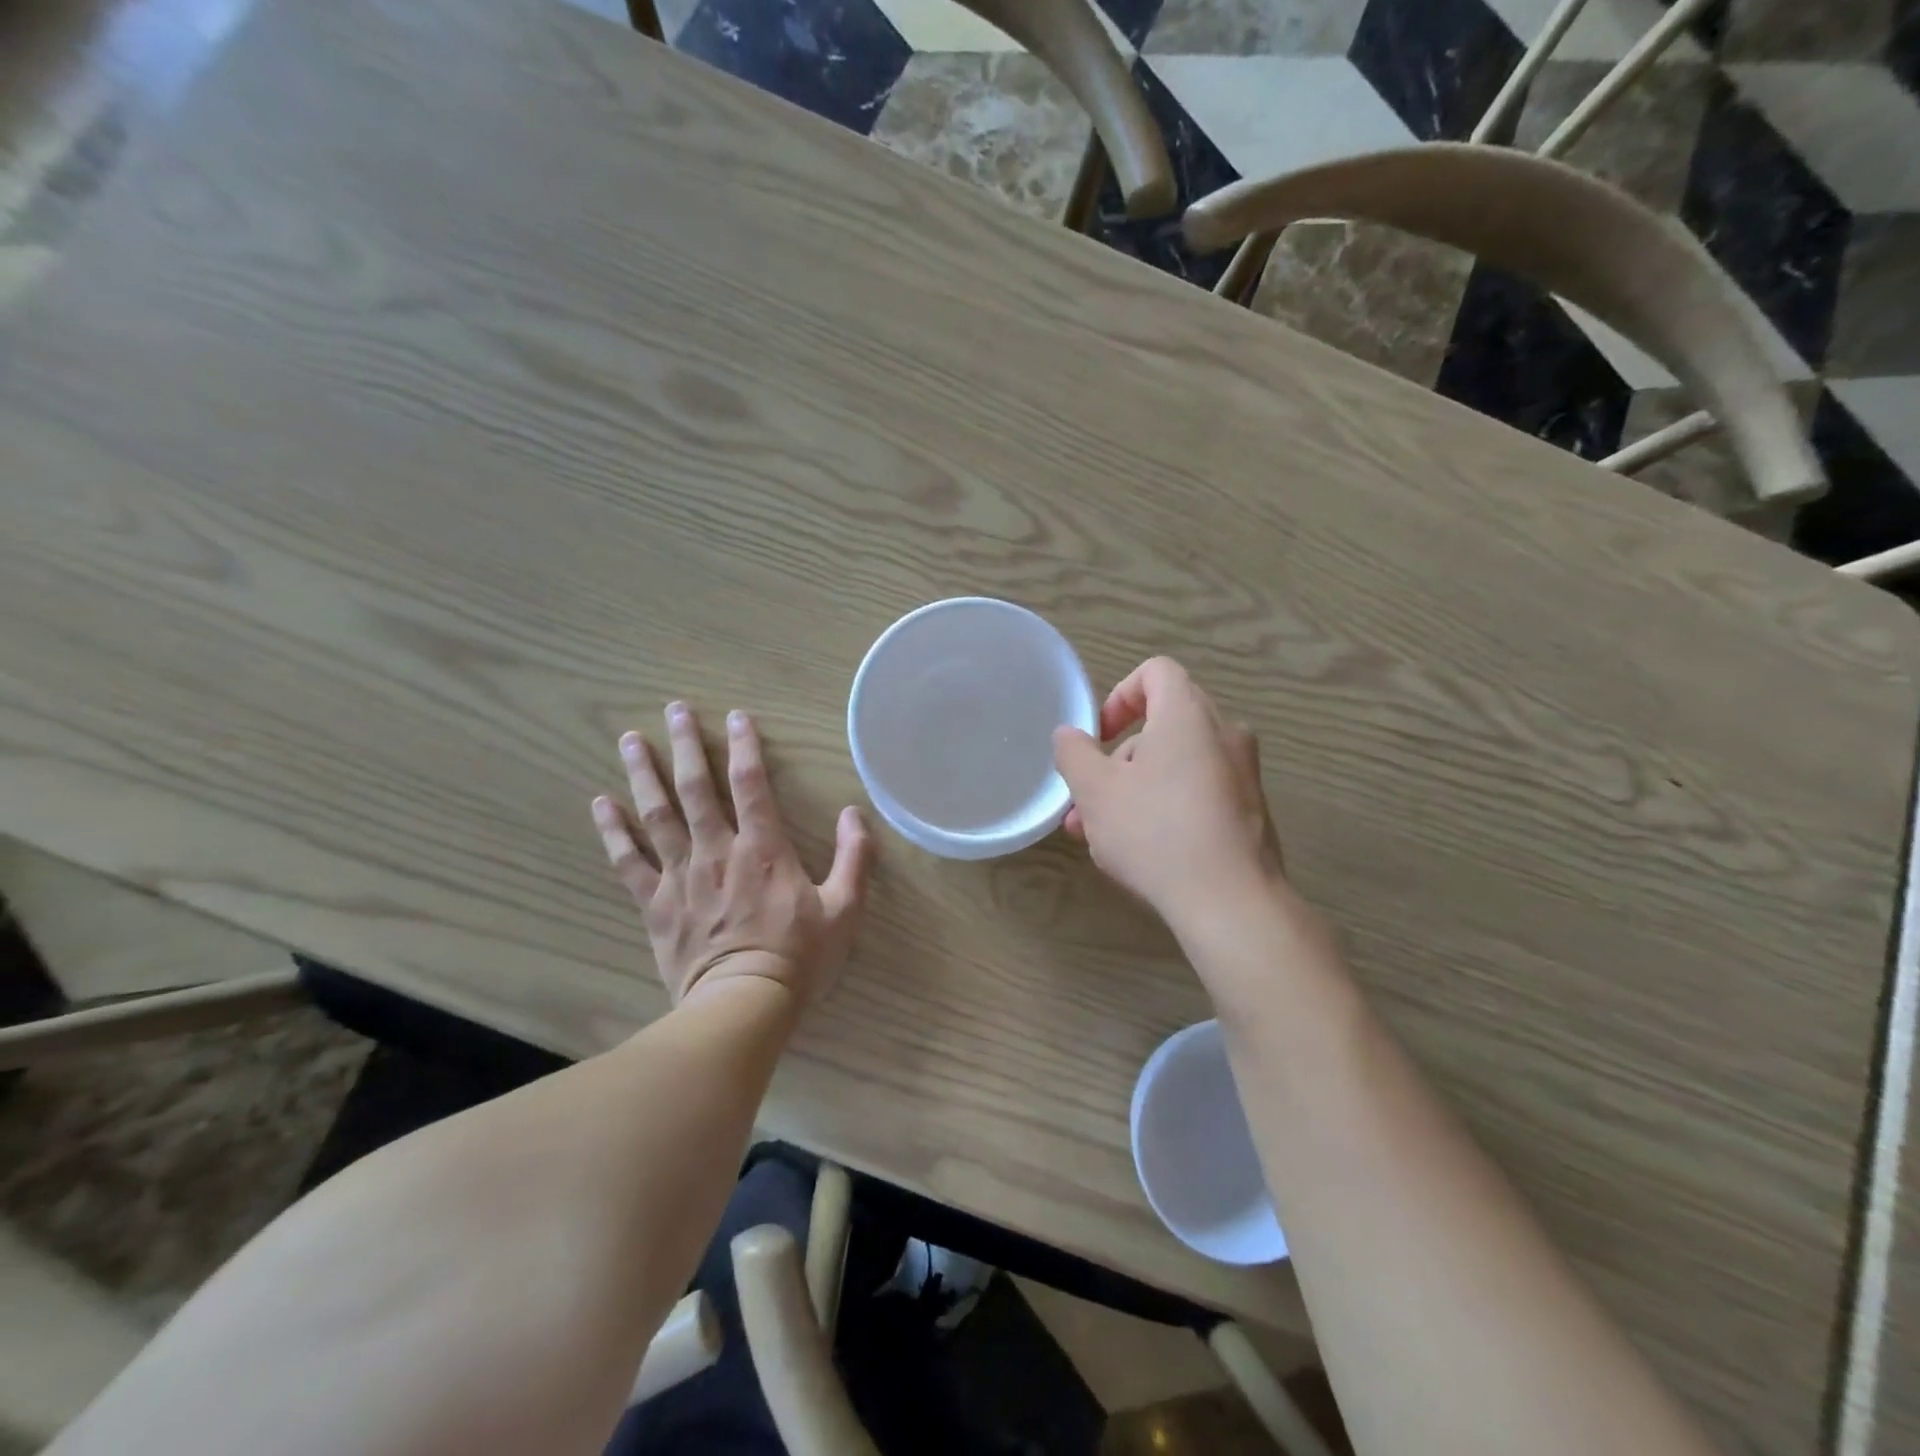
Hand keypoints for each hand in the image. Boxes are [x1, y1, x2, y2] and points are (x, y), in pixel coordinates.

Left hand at [591, 701, 872, 1009]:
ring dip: (644, 774)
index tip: (736, 716)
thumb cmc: (799, 959)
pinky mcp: (655, 905)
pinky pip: (628, 862)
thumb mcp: (844, 910)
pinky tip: (600, 804)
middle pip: (696, 788)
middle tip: (674, 710)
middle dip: (686, 745)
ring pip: (657, 815)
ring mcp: (681, 877)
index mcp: (763, 850)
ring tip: (632, 740)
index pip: (752, 784)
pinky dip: (613, 832)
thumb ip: (853, 858)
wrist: (743, 1007)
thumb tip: (854, 813)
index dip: (745, 746)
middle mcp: (717, 851)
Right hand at [1054, 657, 1286, 931]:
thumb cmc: (1156, 832)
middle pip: (1162, 726)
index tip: (1098, 737)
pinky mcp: (1250, 812)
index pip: (1155, 672)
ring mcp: (1243, 775)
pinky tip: (1142, 853)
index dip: (1120, 696)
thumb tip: (1069, 734)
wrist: (1231, 902)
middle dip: (1116, 761)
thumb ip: (1074, 754)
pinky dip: (1166, 808)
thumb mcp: (1096, 791)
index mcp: (1188, 714)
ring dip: (1134, 791)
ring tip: (1100, 838)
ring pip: (1176, 766)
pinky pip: (1199, 793)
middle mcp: (1224, 734)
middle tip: (1086, 803)